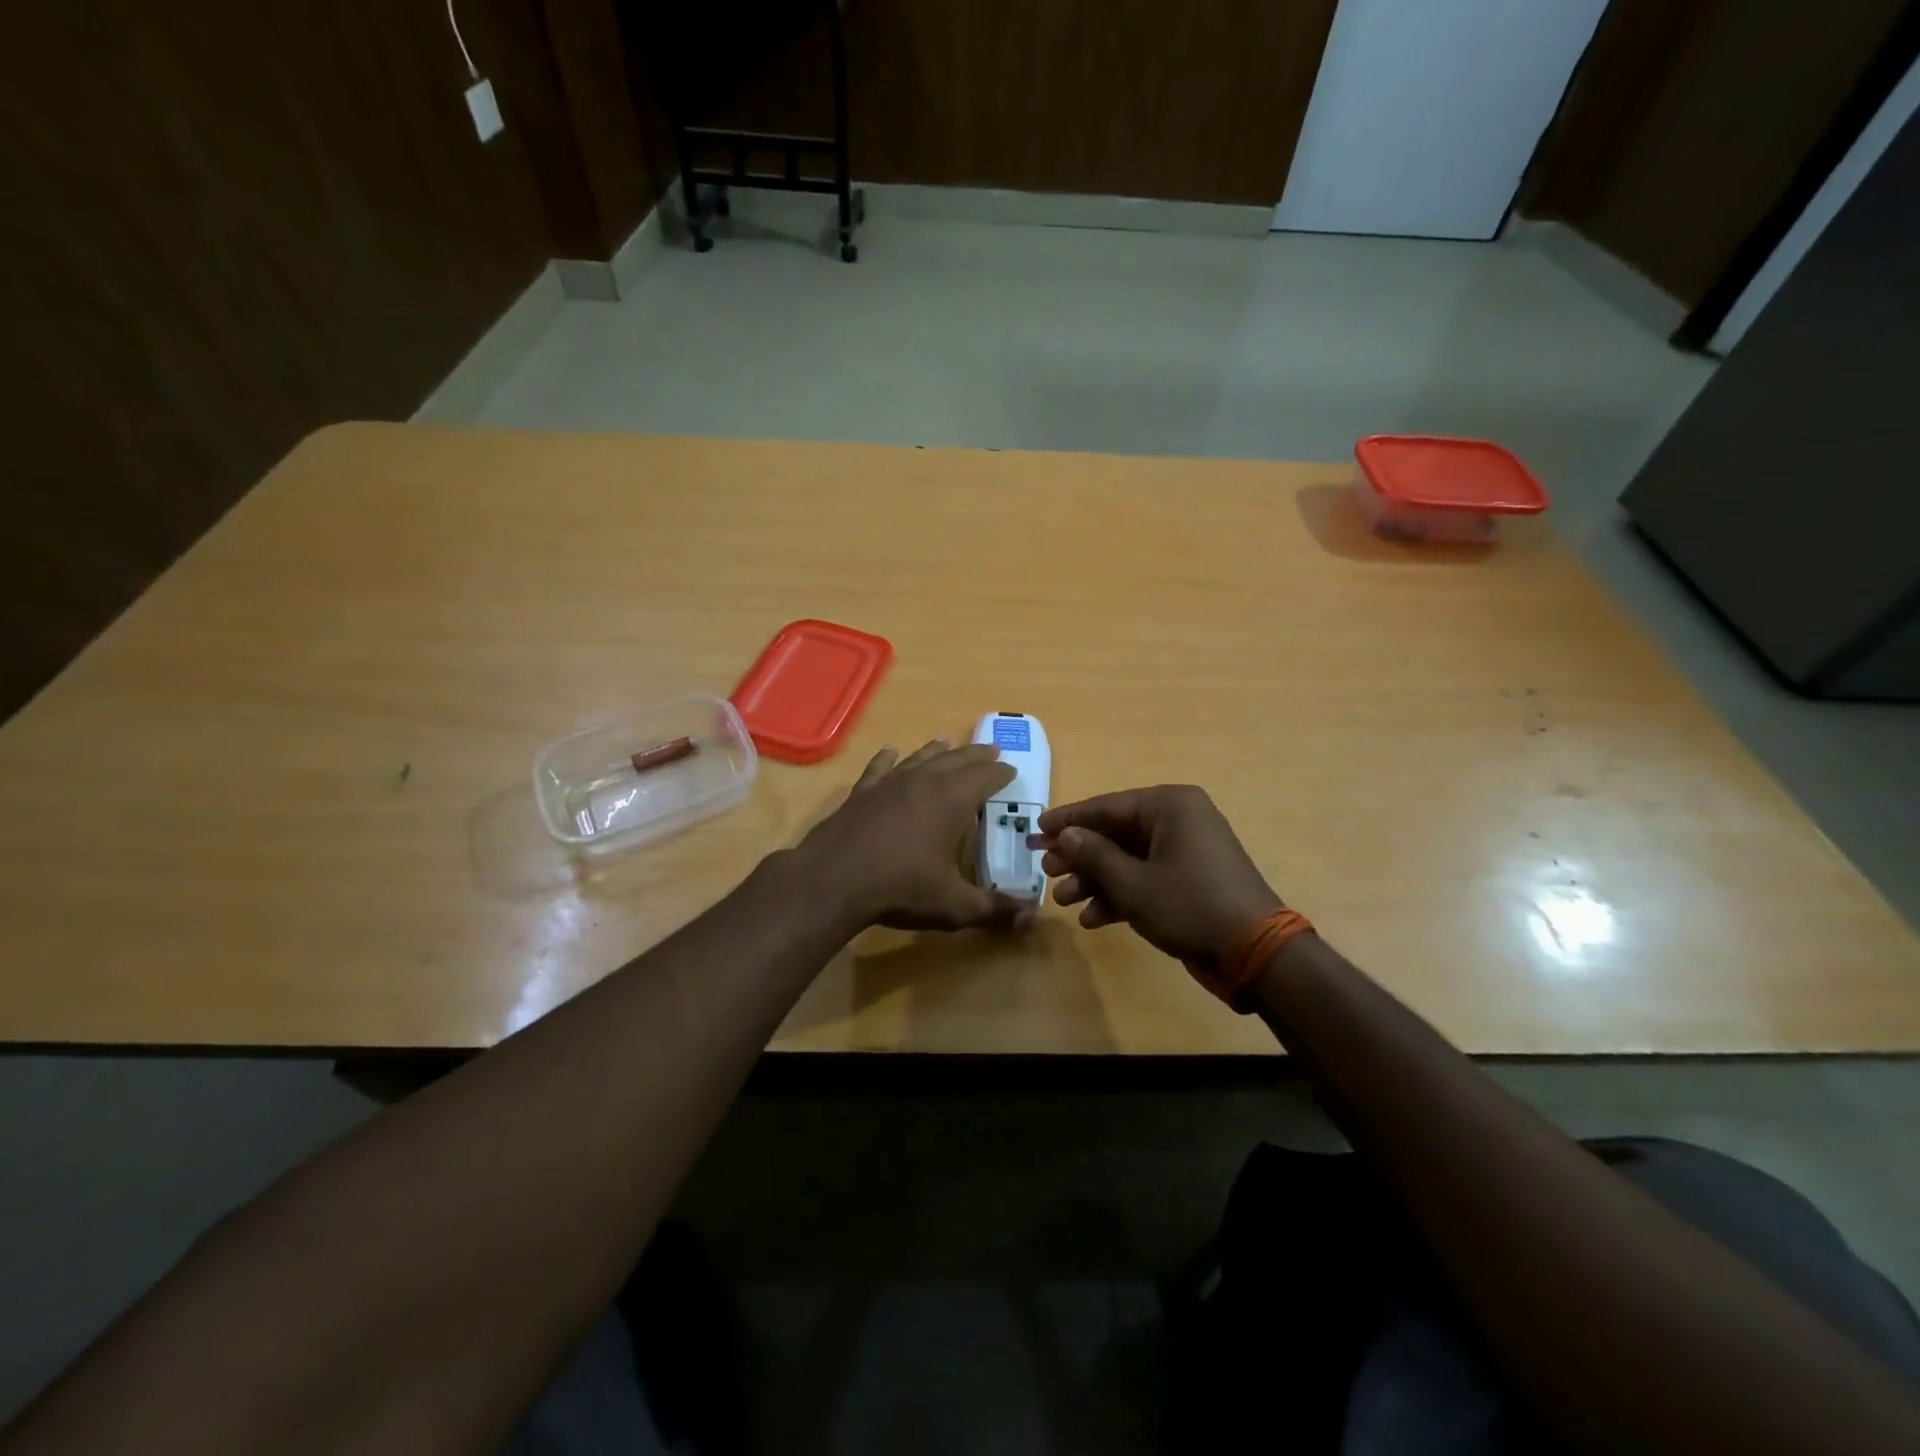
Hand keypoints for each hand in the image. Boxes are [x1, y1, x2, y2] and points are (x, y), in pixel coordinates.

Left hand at [793, 740, 1033, 932]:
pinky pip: (879, 768)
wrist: (833, 880)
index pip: (986, 777)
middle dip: (976, 755)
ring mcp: (889, 784)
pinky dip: (887, 758)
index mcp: (952, 801)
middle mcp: (924, 782)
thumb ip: (993, 909)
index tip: (1011, 769)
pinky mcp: (861, 793)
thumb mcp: (953, 905)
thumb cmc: (901, 888)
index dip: (1001, 773)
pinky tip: (890, 751)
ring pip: (920, 759)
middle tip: (991, 749)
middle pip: (956, 760)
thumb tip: (1029, 918)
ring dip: (937, 751)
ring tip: (947, 742)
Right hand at [1034, 785, 1281, 973]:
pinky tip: (1093, 919)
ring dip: (1095, 880)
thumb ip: (1093, 855)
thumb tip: (1066, 834)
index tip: (1036, 830)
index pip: (1106, 806)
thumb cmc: (1190, 906)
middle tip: (1046, 871)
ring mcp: (1186, 852)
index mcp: (1170, 806)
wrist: (1255, 954)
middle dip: (1080, 856)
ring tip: (1063, 901)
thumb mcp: (1133, 883)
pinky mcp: (1190, 881)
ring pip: (1128, 859)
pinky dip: (1120, 896)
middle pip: (1115, 833)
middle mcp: (1179, 820)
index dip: (1068, 820)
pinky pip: (1145, 879)